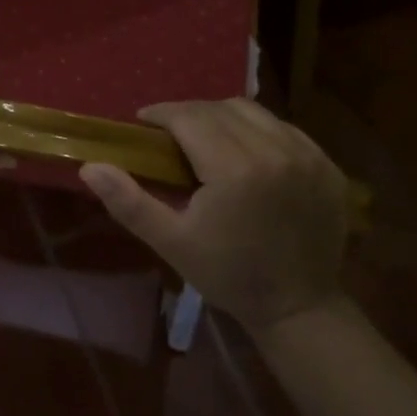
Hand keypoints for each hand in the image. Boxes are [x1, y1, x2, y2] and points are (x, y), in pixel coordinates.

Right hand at [80, 98, 348, 331]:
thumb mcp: (172, 242)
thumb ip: (129, 201)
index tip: (144, 123)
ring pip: (251, 111)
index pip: (189, 117)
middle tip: (170, 135)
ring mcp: (306, 155)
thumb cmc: (228, 275)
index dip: (161, 114)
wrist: (300, 306)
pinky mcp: (326, 164)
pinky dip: (257, 130)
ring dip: (222, 116)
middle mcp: (274, 151)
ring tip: (206, 139)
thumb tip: (90, 166)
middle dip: (188, 114)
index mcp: (235, 169)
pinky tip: (245, 152)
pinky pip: (282, 127)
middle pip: (218, 109)